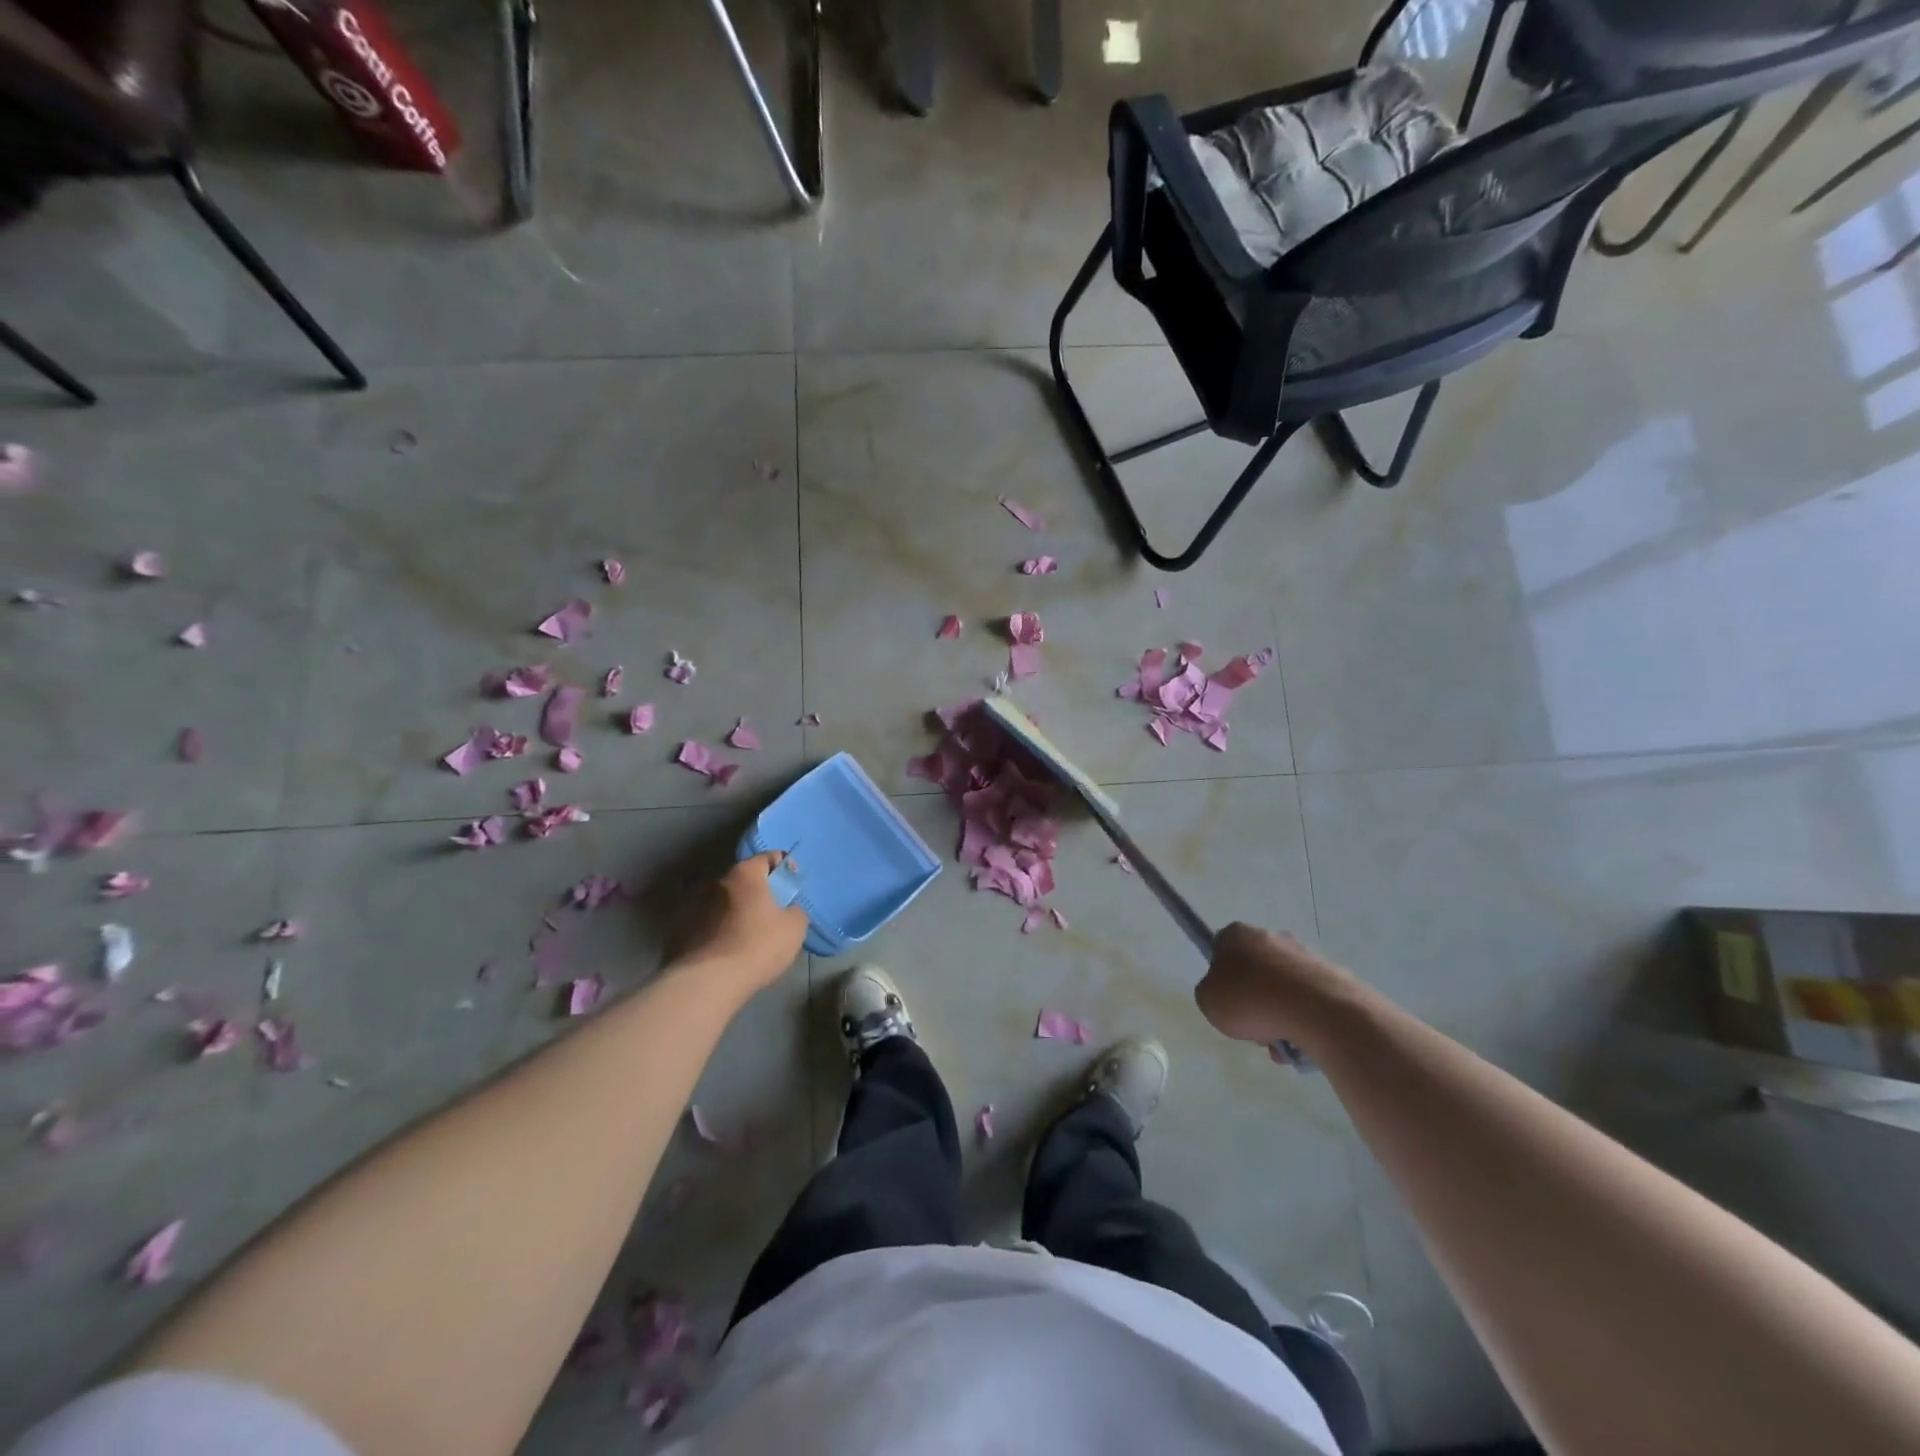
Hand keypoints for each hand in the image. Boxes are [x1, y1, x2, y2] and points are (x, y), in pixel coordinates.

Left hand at [673, 853, 808, 994]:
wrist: (708, 982)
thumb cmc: (758, 946)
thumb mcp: (794, 927)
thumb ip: (795, 910)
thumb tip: (788, 909)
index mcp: (745, 874)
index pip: (768, 857)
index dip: (784, 867)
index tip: (792, 885)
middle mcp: (716, 882)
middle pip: (743, 880)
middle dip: (758, 891)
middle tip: (773, 911)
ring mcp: (694, 906)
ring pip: (724, 902)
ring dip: (736, 911)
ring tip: (748, 934)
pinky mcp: (681, 931)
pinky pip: (708, 924)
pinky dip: (719, 930)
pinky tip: (728, 950)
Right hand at [1195, 923, 1358, 1046]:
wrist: (1318, 1012)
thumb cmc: (1251, 1001)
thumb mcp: (1208, 1001)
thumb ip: (1210, 993)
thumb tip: (1228, 994)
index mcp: (1237, 935)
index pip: (1221, 949)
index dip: (1220, 976)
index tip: (1225, 1000)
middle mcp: (1271, 936)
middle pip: (1254, 970)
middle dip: (1253, 1000)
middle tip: (1252, 1027)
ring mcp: (1304, 955)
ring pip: (1281, 989)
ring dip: (1278, 1014)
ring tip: (1279, 1043)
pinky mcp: (1331, 976)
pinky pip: (1307, 1001)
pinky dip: (1302, 1020)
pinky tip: (1301, 1043)